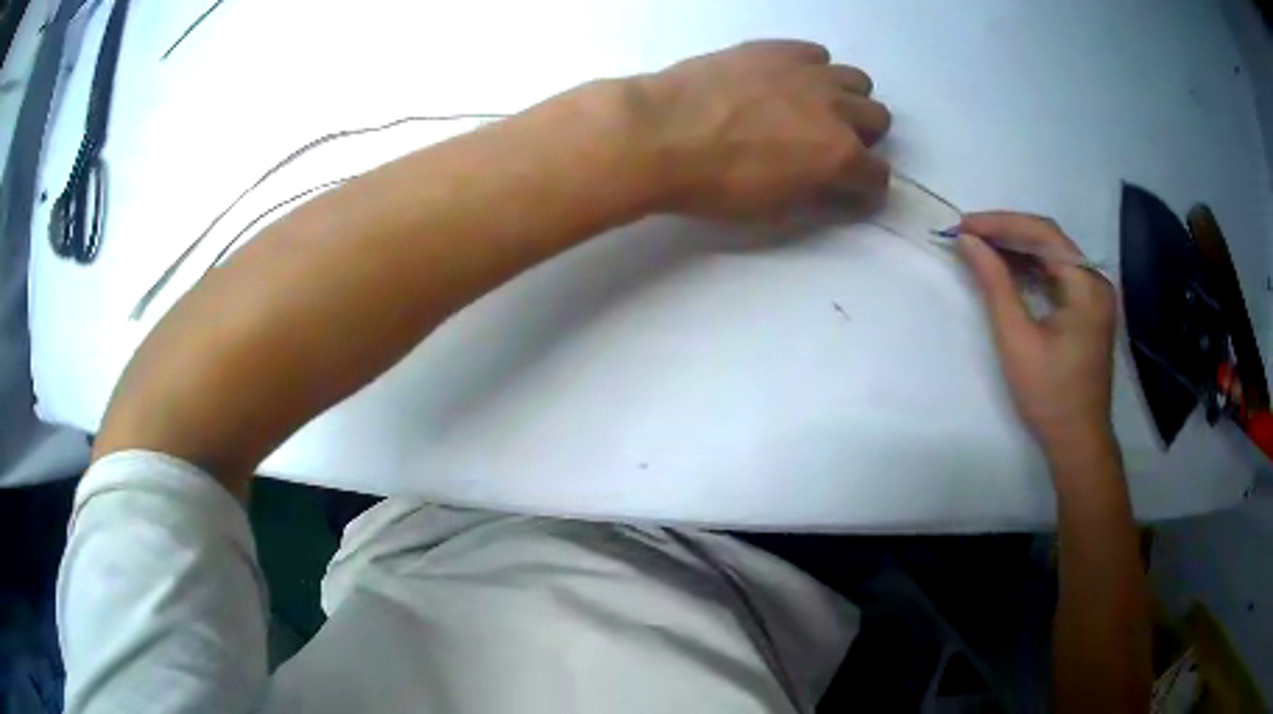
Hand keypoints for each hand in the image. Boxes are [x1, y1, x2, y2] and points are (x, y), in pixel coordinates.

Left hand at [637, 40, 890, 219]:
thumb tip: (838, 189)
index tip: (849, 189)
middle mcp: (837, 110)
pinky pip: (816, 54)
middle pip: (878, 118)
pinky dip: (811, 69)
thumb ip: (818, 196)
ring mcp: (809, 73)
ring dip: (844, 98)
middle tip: (827, 145)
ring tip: (809, 108)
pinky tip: (783, 81)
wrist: (659, 132)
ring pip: (856, 81)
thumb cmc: (713, 184)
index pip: (879, 175)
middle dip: (862, 136)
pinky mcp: (778, 48)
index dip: (866, 187)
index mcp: (839, 156)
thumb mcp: (774, 209)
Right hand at [957, 213, 1118, 460]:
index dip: (1000, 224)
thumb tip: (967, 241)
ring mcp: (1093, 294)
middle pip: (1048, 239)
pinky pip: (1055, 274)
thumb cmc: (1049, 395)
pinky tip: (1005, 268)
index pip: (1042, 233)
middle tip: (966, 233)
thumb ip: (994, 284)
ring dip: (1015, 248)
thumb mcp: (1017, 339)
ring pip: (1051, 254)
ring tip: (978, 246)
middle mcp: (1095, 280)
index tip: (962, 225)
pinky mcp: (1087, 308)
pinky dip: (1029, 267)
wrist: (1077, 441)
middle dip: (1006, 232)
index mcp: (1086, 285)